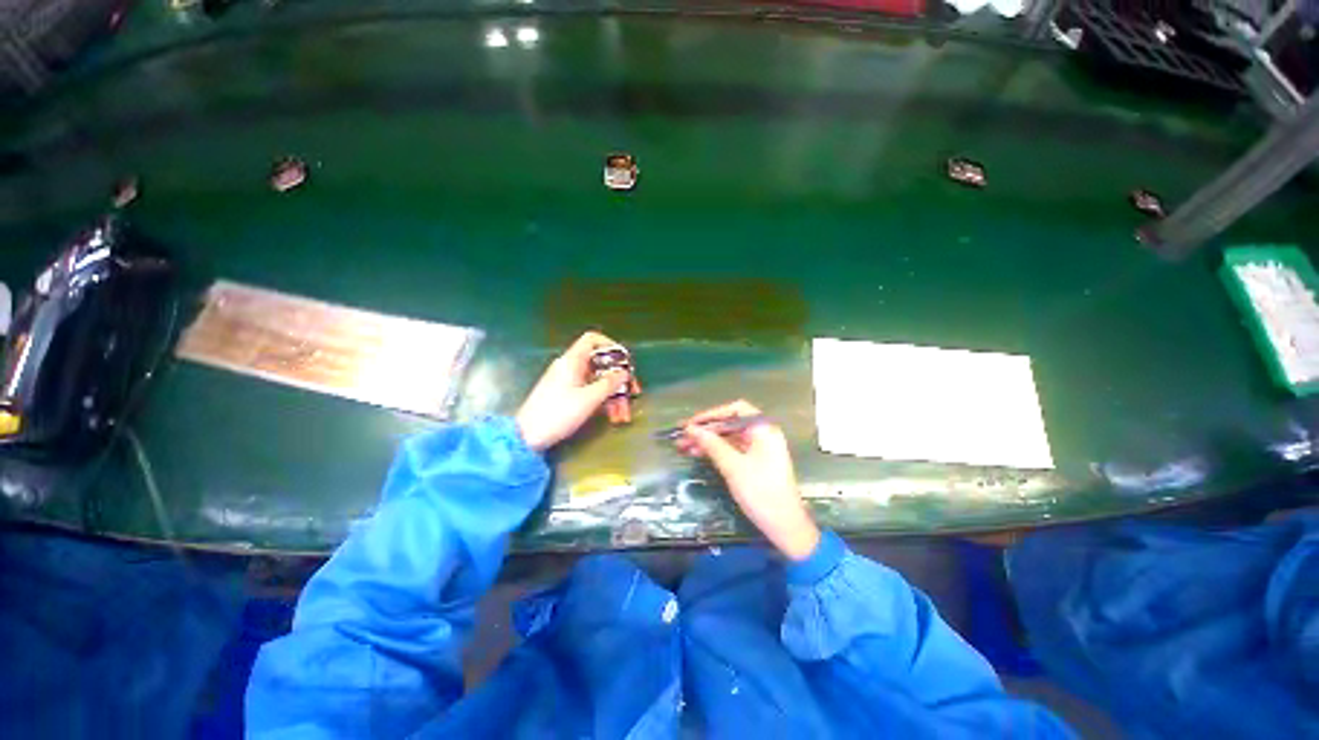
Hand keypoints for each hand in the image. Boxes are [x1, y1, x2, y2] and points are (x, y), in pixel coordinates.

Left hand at [515, 332, 630, 451]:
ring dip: (613, 395)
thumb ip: (609, 383)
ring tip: (624, 414)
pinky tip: (613, 416)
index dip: (611, 346)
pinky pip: (590, 392)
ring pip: (597, 381)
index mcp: (572, 360)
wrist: (527, 437)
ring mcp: (568, 382)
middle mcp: (570, 367)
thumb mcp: (589, 399)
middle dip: (618, 379)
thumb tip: (624, 372)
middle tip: (633, 393)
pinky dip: (602, 401)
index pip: (593, 339)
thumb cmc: (558, 413)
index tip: (625, 362)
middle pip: (600, 364)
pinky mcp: (566, 396)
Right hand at [676, 401, 820, 560]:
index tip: (692, 423)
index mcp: (763, 429)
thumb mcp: (733, 467)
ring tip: (684, 446)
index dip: (711, 415)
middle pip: (730, 424)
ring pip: (728, 437)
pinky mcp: (755, 462)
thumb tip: (691, 429)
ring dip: (707, 441)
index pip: (735, 410)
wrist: (785, 526)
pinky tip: (698, 453)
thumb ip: (712, 445)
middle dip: (706, 430)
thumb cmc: (761, 492)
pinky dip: (716, 451)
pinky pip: (732, 449)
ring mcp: (759, 448)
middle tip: (682, 436)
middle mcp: (762, 434)